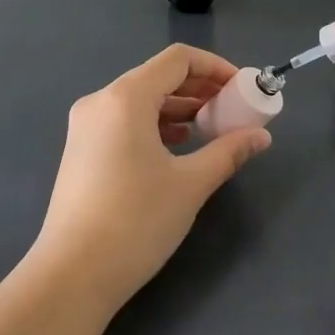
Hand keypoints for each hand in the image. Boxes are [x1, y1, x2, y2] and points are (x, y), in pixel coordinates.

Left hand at [30, 44, 271, 312]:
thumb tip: (261, 136)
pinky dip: (154, 125)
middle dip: (199, 89)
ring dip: (178, 108)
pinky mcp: (80, 149)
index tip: (242, 88)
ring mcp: (85, 126)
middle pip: (157, 77)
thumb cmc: (136, 221)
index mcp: (125, 97)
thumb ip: (228, 152)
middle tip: (232, 110)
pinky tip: (176, 147)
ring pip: (140, 100)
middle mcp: (100, 101)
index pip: (177, 59)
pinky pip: (123, 121)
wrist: (73, 274)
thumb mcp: (191, 184)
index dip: (215, 67)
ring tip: (210, 129)